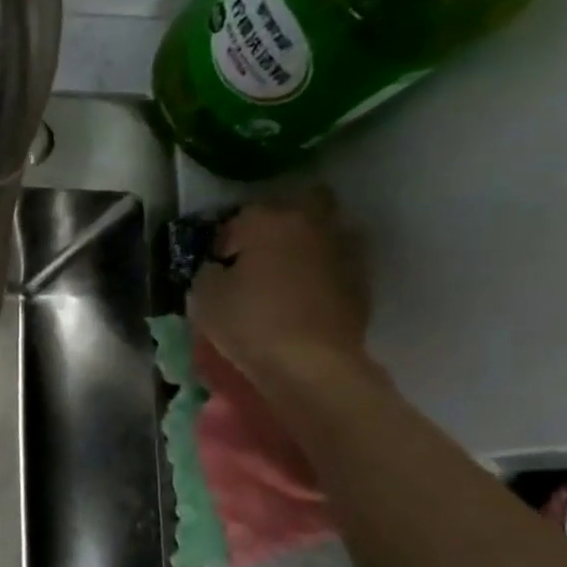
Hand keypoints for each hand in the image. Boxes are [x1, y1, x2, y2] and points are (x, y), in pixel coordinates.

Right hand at [188, 189, 372, 389]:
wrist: (310, 364)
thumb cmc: (249, 322)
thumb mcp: (205, 295)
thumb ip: (210, 270)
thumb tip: (219, 267)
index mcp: (270, 222)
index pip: (244, 213)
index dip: (228, 235)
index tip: (219, 259)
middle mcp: (313, 226)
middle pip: (304, 202)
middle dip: (282, 220)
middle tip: (260, 250)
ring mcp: (344, 252)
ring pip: (326, 232)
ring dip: (306, 245)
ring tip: (284, 275)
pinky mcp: (361, 282)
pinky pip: (336, 264)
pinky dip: (321, 273)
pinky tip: (303, 297)